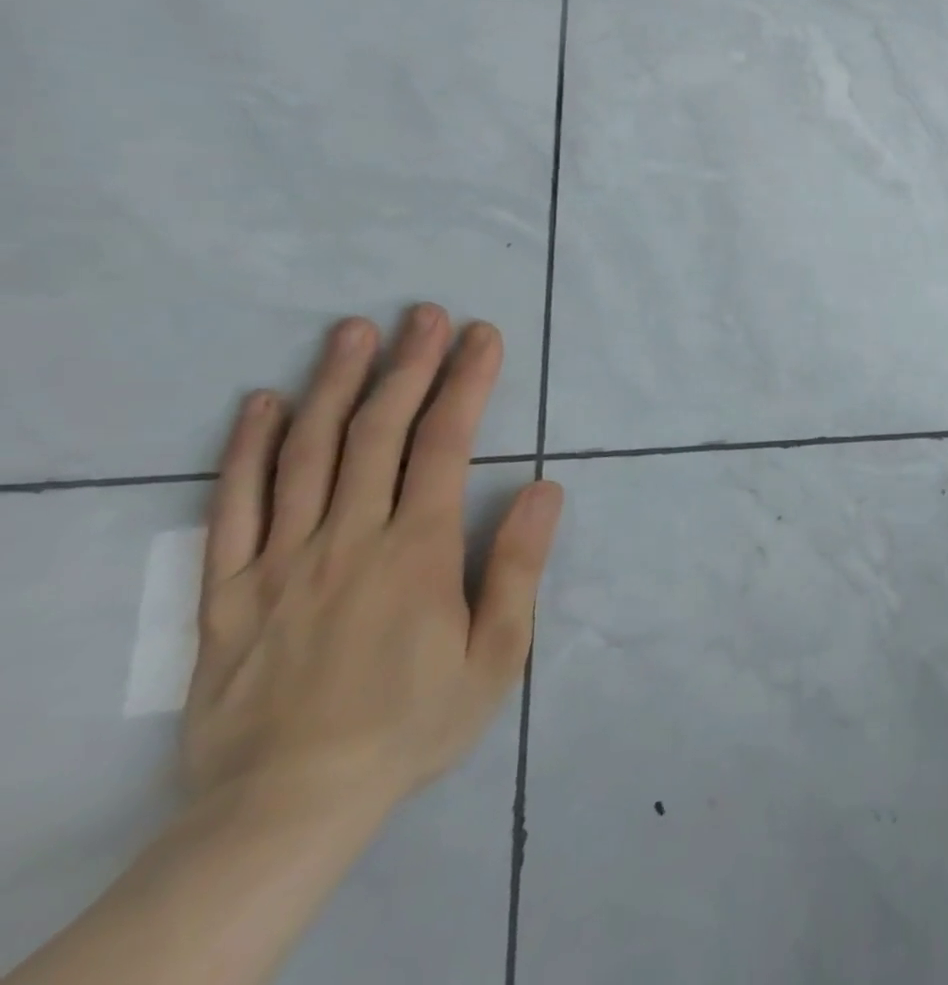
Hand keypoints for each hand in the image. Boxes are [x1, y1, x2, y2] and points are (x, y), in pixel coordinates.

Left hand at [182, 306, 562, 820]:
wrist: (284, 809)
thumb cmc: (411, 724)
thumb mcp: (495, 655)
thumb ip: (516, 566)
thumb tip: (544, 487)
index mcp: (416, 552)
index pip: (445, 445)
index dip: (467, 383)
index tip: (483, 336)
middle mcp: (347, 539)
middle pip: (378, 432)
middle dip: (408, 365)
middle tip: (424, 313)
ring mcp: (280, 560)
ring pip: (307, 454)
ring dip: (334, 385)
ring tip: (353, 332)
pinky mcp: (227, 591)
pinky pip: (232, 508)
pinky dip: (247, 450)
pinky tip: (262, 404)